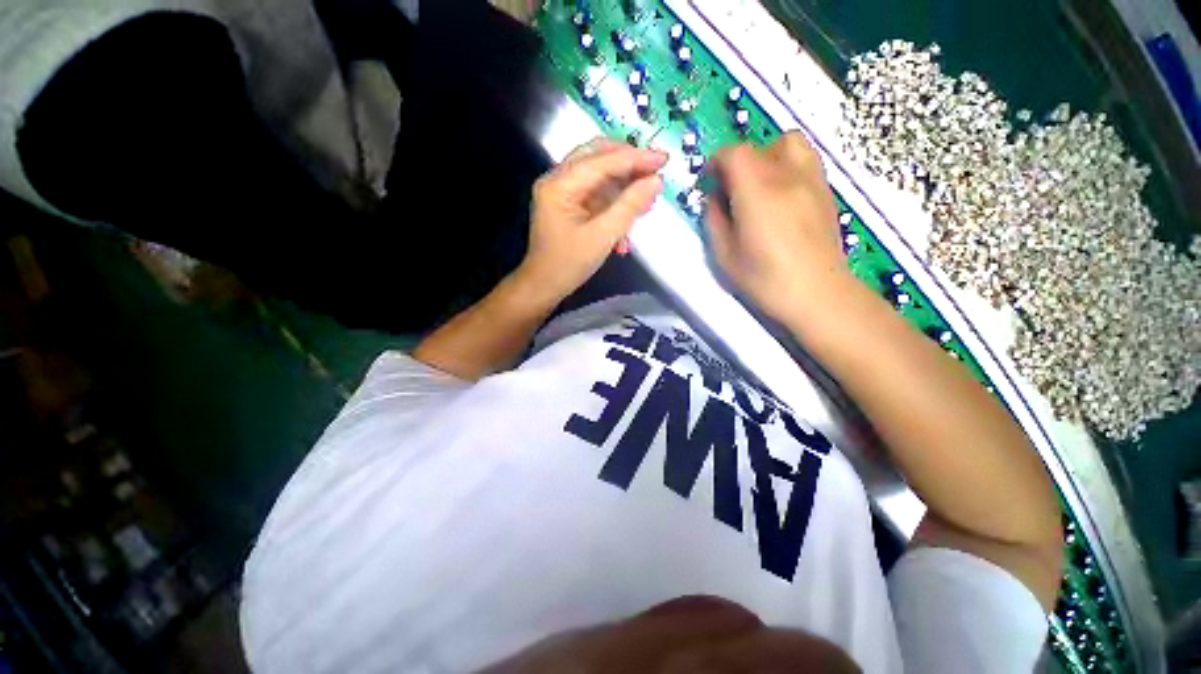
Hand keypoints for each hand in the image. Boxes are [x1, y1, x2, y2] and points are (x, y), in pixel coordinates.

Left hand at [516, 138, 665, 304]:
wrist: (544, 286)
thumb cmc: (569, 264)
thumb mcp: (602, 237)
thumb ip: (629, 206)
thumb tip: (656, 181)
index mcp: (559, 185)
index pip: (602, 160)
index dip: (635, 158)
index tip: (663, 159)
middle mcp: (558, 180)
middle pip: (598, 157)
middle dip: (629, 164)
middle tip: (656, 170)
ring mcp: (562, 192)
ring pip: (599, 175)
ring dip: (623, 186)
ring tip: (647, 199)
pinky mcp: (568, 205)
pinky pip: (596, 194)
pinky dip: (614, 203)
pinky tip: (628, 221)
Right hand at [705, 132, 850, 323]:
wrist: (817, 293)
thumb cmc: (765, 279)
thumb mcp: (725, 255)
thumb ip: (714, 220)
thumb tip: (714, 200)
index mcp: (757, 192)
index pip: (734, 153)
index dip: (716, 162)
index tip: (709, 182)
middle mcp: (787, 175)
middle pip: (759, 145)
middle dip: (737, 161)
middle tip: (730, 188)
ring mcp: (811, 180)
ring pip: (789, 142)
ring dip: (767, 154)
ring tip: (759, 183)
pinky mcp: (826, 190)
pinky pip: (805, 159)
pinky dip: (787, 164)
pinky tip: (781, 193)